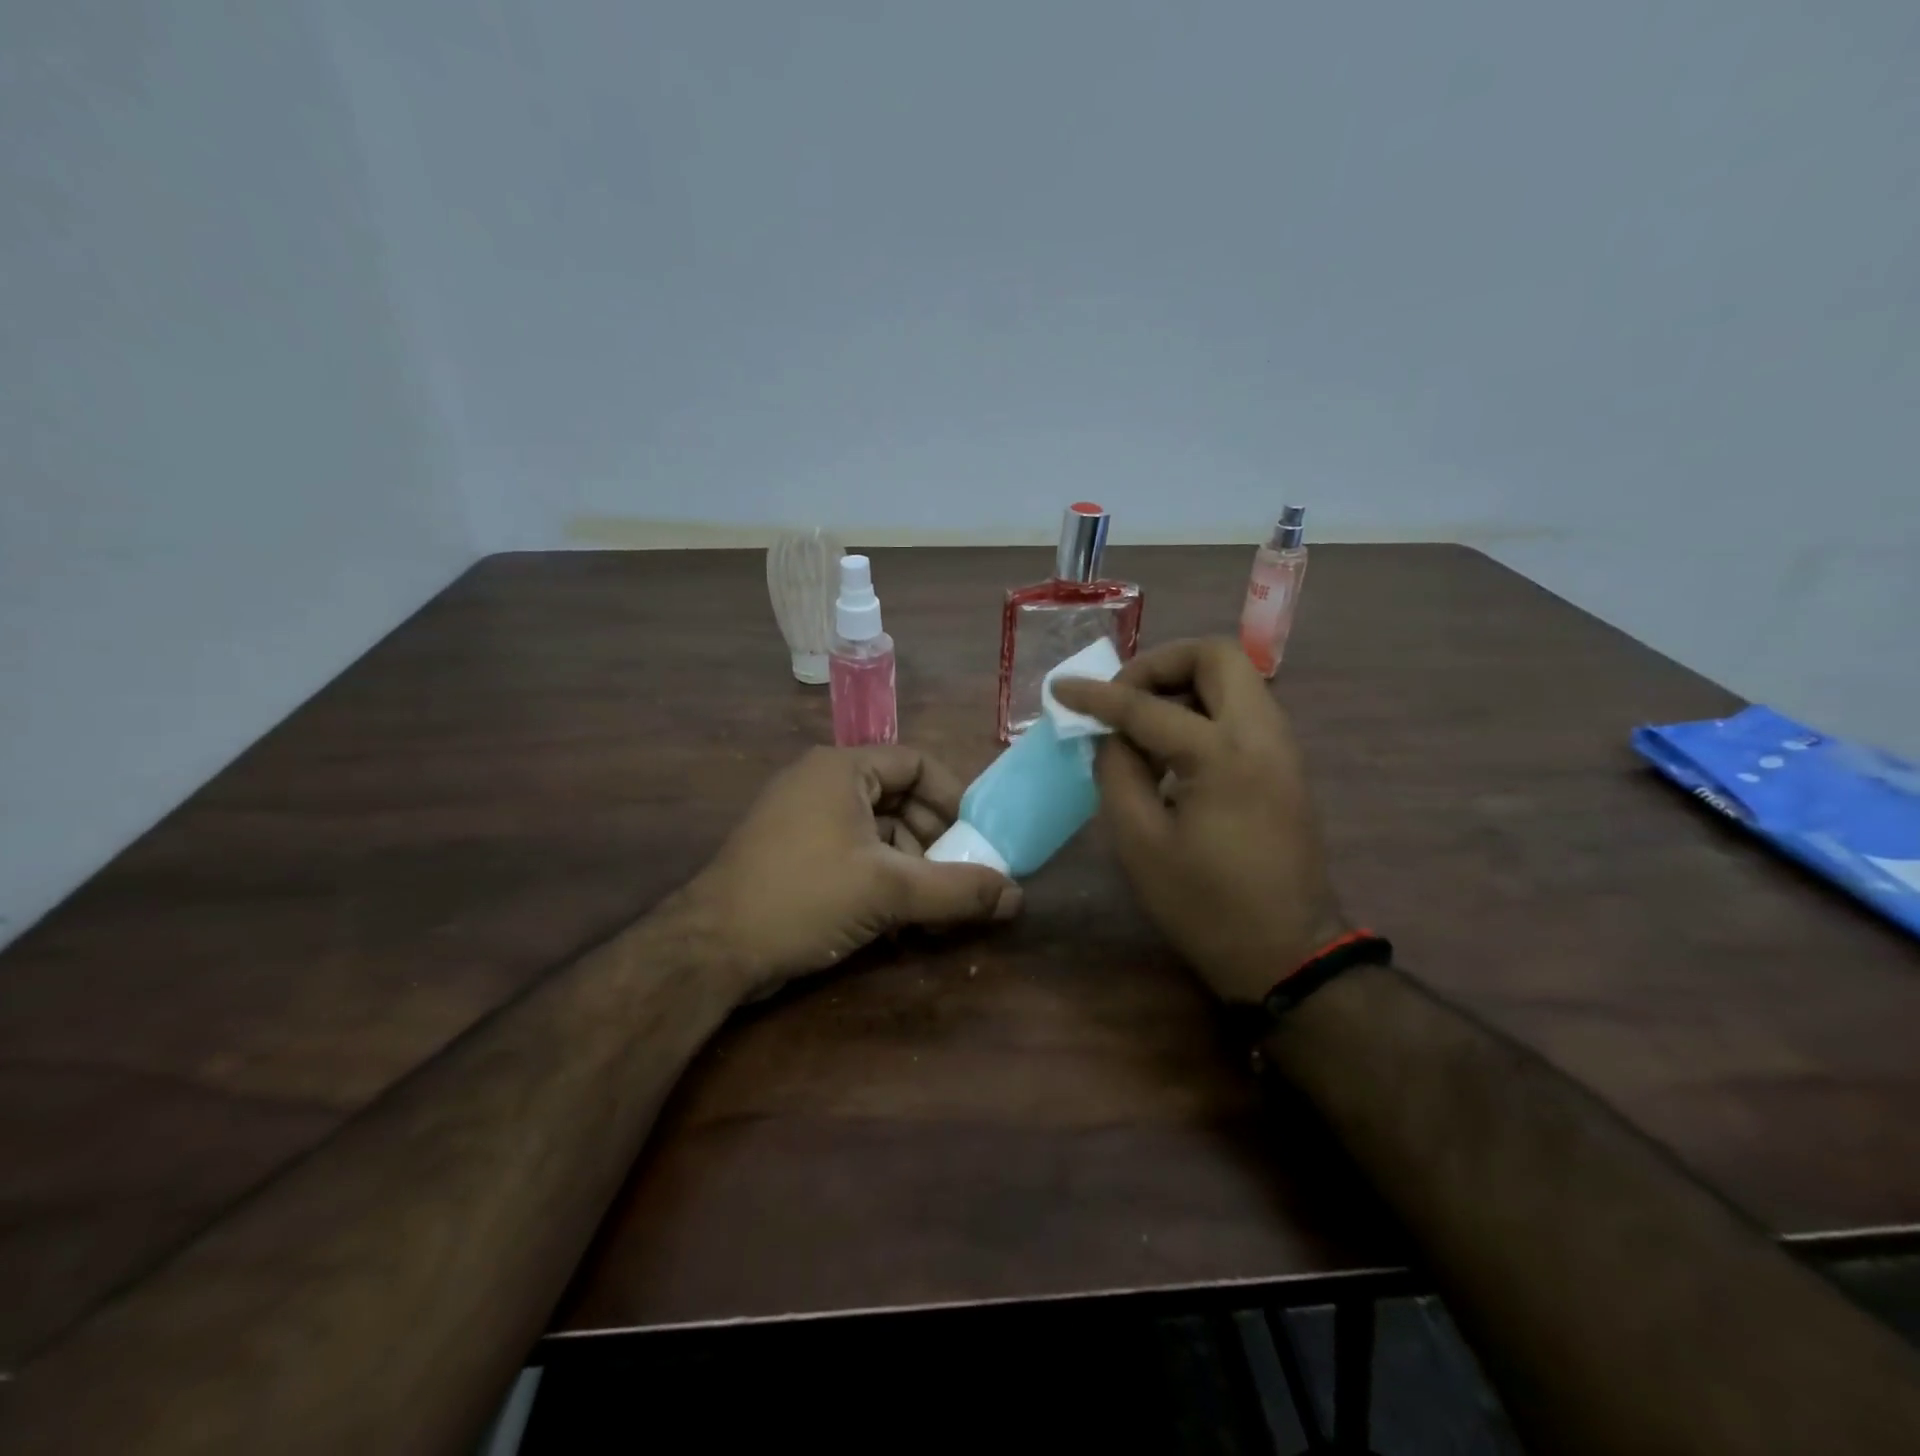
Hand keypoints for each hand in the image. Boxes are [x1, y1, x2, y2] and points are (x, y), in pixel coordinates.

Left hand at [684, 745, 1021, 1001]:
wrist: (709, 950)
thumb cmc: (803, 897)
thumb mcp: (889, 891)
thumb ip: (957, 890)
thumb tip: (1017, 897)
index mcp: (842, 769)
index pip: (916, 764)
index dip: (953, 797)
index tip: (977, 838)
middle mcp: (821, 784)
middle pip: (899, 799)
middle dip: (934, 840)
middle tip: (958, 878)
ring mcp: (802, 820)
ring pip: (877, 832)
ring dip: (910, 866)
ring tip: (932, 909)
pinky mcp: (792, 855)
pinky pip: (853, 854)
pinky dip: (881, 879)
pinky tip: (897, 918)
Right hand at [1051, 639, 1348, 1004]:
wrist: (1287, 952)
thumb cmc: (1205, 905)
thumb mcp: (1140, 843)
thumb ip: (1117, 772)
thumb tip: (1110, 734)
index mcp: (1222, 754)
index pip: (1147, 705)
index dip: (1096, 696)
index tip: (1059, 689)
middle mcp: (1262, 734)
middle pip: (1216, 656)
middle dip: (1160, 664)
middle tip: (1122, 697)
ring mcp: (1282, 747)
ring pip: (1234, 679)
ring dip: (1183, 684)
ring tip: (1141, 724)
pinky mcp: (1285, 765)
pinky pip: (1242, 710)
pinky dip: (1203, 709)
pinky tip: (1172, 749)